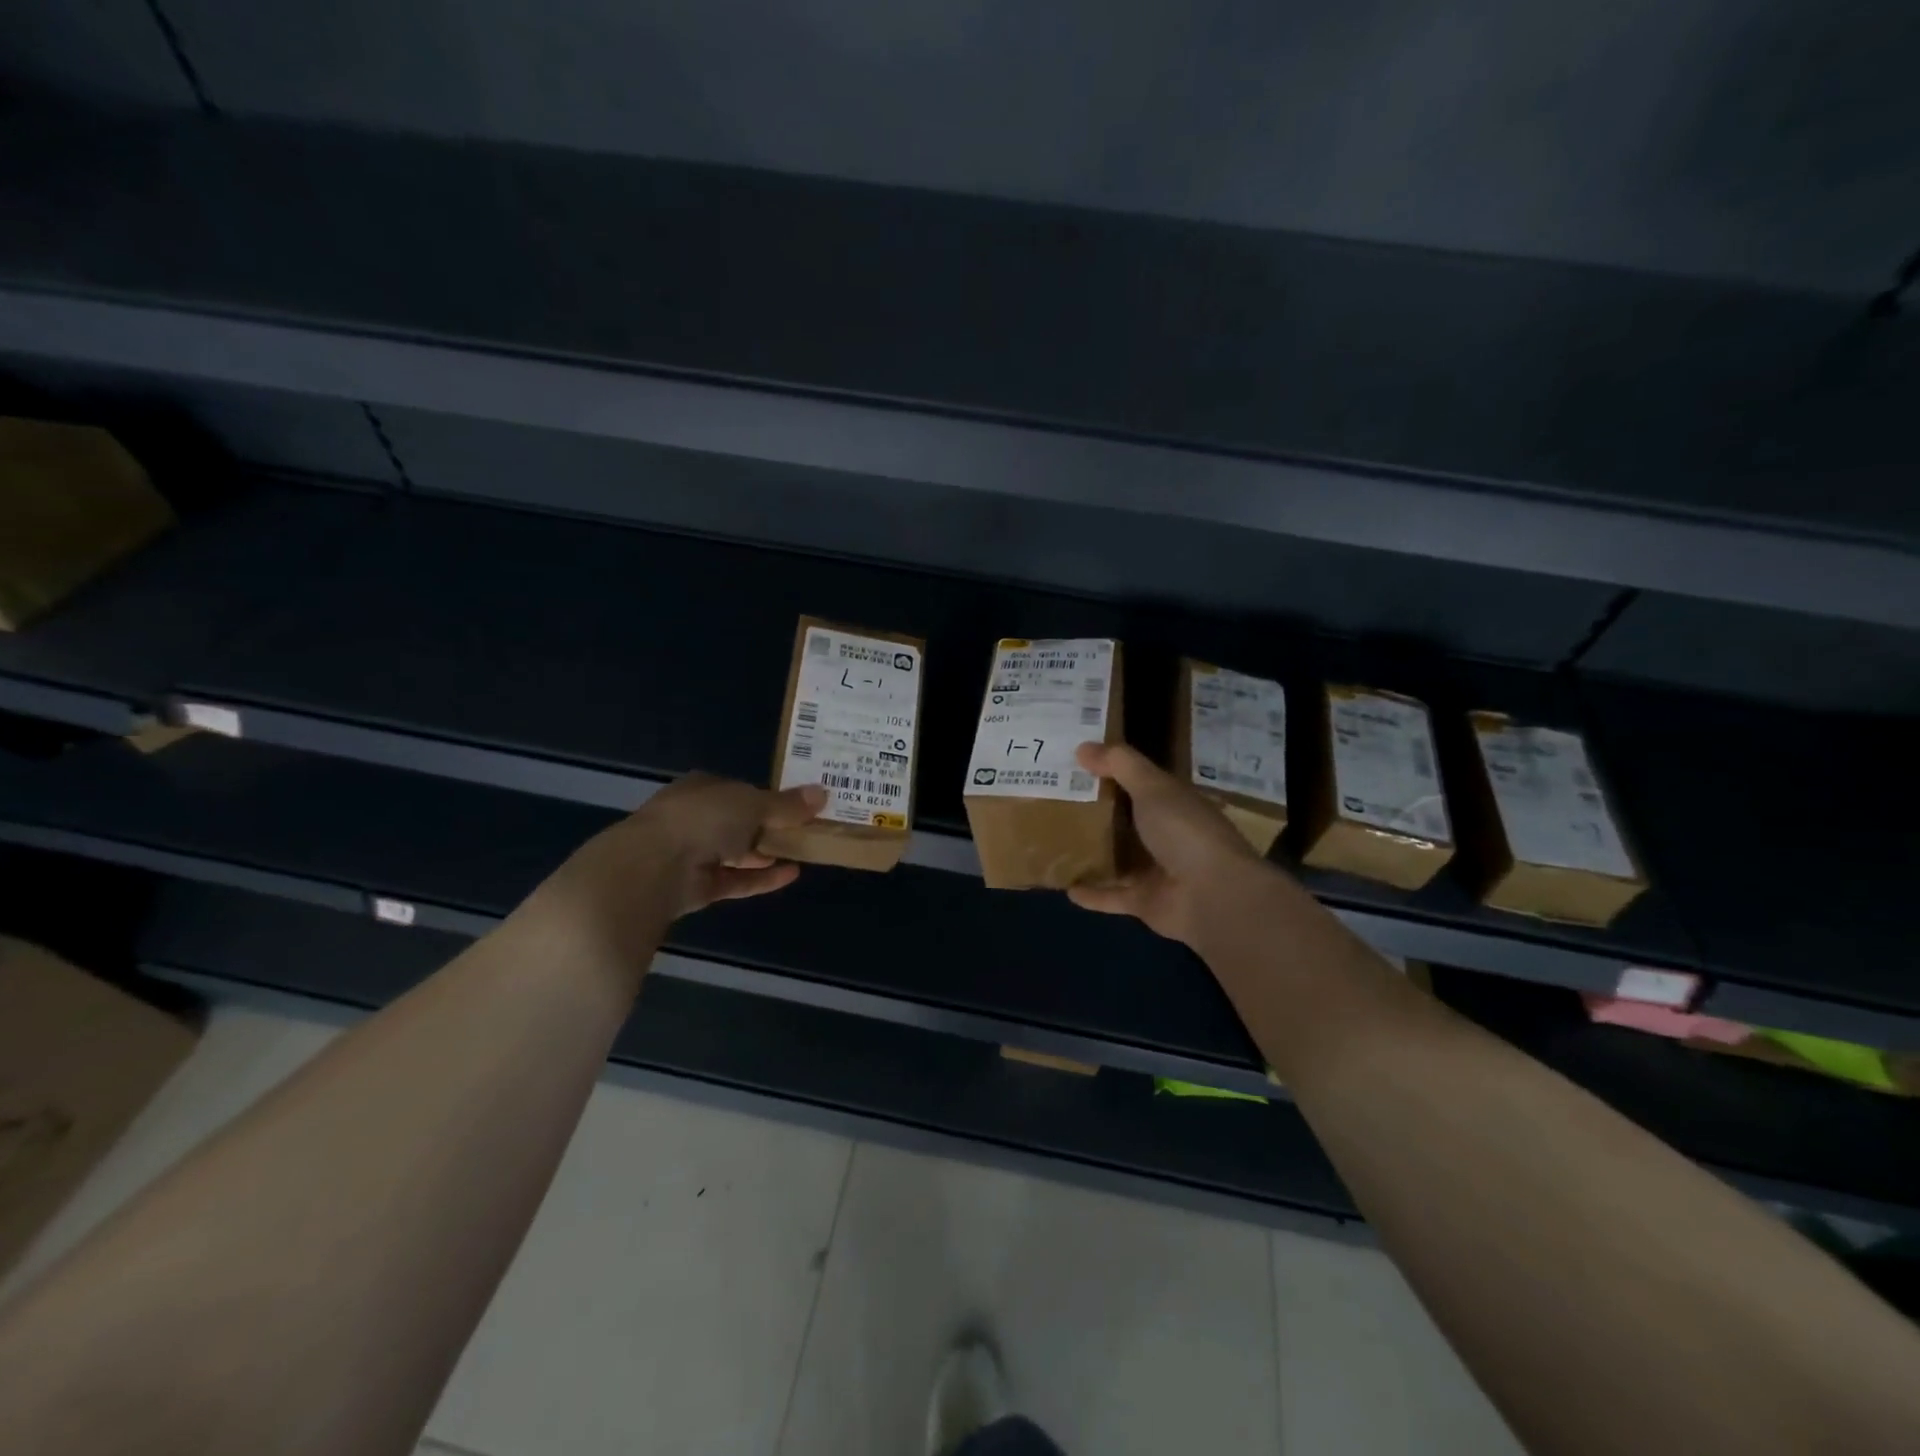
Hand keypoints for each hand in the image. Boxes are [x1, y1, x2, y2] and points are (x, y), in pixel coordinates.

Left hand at [543, 774, 826, 940]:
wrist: (653, 867)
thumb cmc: (703, 819)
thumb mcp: (753, 803)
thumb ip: (786, 804)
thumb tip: (822, 793)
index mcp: (702, 788)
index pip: (738, 789)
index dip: (766, 796)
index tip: (796, 805)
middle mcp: (695, 819)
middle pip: (738, 822)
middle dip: (768, 827)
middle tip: (805, 830)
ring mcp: (694, 854)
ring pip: (737, 853)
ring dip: (766, 853)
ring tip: (803, 853)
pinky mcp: (698, 887)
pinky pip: (736, 880)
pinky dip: (762, 878)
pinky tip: (792, 875)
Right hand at [1066, 741, 1266, 947]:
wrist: (1214, 896)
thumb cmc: (1185, 831)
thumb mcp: (1152, 787)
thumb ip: (1119, 764)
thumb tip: (1082, 747)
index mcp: (1174, 804)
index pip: (1141, 783)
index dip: (1111, 772)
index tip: (1075, 764)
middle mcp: (1168, 835)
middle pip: (1127, 821)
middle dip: (1096, 812)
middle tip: (1054, 801)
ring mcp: (1157, 871)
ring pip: (1118, 859)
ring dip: (1092, 854)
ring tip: (1054, 842)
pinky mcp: (1145, 903)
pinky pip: (1112, 895)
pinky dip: (1092, 893)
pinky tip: (1065, 887)